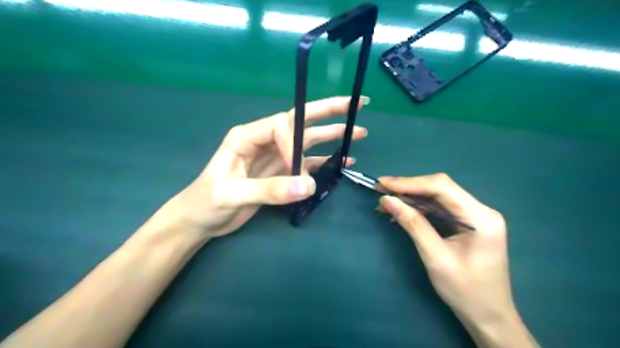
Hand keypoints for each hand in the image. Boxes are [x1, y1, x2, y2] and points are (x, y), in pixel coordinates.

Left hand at [145, 95, 366, 242]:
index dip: (296, 142)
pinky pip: (307, 164)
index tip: (299, 168)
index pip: (281, 126)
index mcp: (248, 136)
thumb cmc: (206, 202)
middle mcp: (264, 141)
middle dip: (329, 112)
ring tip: (358, 133)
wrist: (199, 220)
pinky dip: (325, 162)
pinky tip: (343, 161)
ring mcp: (275, 157)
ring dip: (332, 137)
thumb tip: (309, 186)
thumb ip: (269, 190)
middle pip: (301, 122)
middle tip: (357, 105)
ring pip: (308, 142)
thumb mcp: (232, 194)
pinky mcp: (280, 173)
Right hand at [378, 173, 537, 347]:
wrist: (488, 316)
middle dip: (408, 187)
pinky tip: (402, 210)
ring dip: (411, 197)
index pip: (442, 187)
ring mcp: (475, 215)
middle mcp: (480, 210)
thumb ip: (412, 224)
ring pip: (438, 197)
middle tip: (381, 189)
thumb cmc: (465, 291)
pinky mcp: (467, 223)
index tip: (383, 184)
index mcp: (481, 217)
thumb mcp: (435, 257)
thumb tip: (388, 200)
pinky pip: (440, 208)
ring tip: (387, 200)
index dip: (410, 183)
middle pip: (440, 188)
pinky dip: (419, 207)